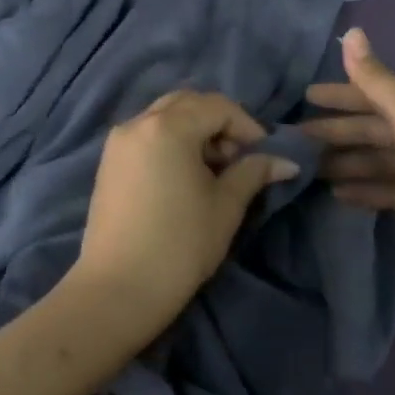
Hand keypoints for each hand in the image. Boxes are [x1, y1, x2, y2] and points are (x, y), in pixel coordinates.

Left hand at [72, 90, 299, 337]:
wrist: (117, 291)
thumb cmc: (180, 245)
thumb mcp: (225, 206)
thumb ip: (254, 172)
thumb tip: (286, 161)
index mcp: (168, 126)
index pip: (218, 107)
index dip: (247, 127)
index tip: (264, 157)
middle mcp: (138, 123)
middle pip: (188, 104)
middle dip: (219, 124)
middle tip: (238, 159)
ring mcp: (118, 142)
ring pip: (165, 117)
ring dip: (194, 131)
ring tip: (213, 171)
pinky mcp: (108, 163)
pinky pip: (146, 135)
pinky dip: (170, 142)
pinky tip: (183, 178)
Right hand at [302, 29, 394, 266]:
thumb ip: (375, 78)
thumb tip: (351, 31)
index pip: (369, 96)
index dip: (337, 96)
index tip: (304, 97)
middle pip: (368, 130)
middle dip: (334, 132)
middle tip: (294, 139)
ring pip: (373, 162)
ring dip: (343, 163)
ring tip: (307, 170)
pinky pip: (385, 192)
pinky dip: (363, 191)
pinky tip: (335, 195)